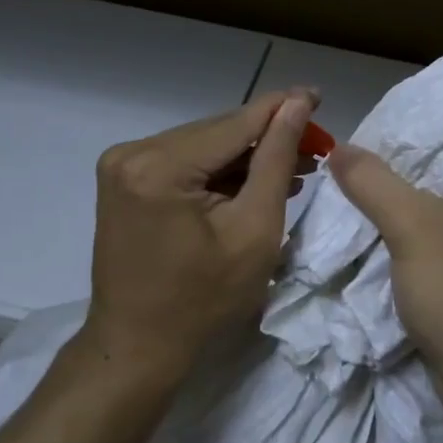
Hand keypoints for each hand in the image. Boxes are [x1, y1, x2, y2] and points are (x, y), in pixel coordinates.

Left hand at [81, 88, 317, 383]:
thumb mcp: (254, 230)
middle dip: (266, 138)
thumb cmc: (204, 302)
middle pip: (217, 133)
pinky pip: (183, 162)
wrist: (137, 347)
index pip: (235, 124)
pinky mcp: (124, 180)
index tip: (319, 95)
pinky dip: (218, 171)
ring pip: (203, 146)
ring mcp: (123, 165)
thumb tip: (298, 104)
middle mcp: (132, 153)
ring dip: (245, 156)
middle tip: (315, 147)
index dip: (282, 108)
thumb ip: (275, 159)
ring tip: (294, 167)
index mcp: (159, 166)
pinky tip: (253, 180)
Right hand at [328, 146, 442, 404]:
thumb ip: (373, 182)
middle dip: (413, 167)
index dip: (433, 126)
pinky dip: (420, 240)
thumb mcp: (414, 227)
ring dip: (412, 206)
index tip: (389, 124)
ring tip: (365, 188)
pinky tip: (383, 234)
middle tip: (367, 154)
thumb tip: (340, 148)